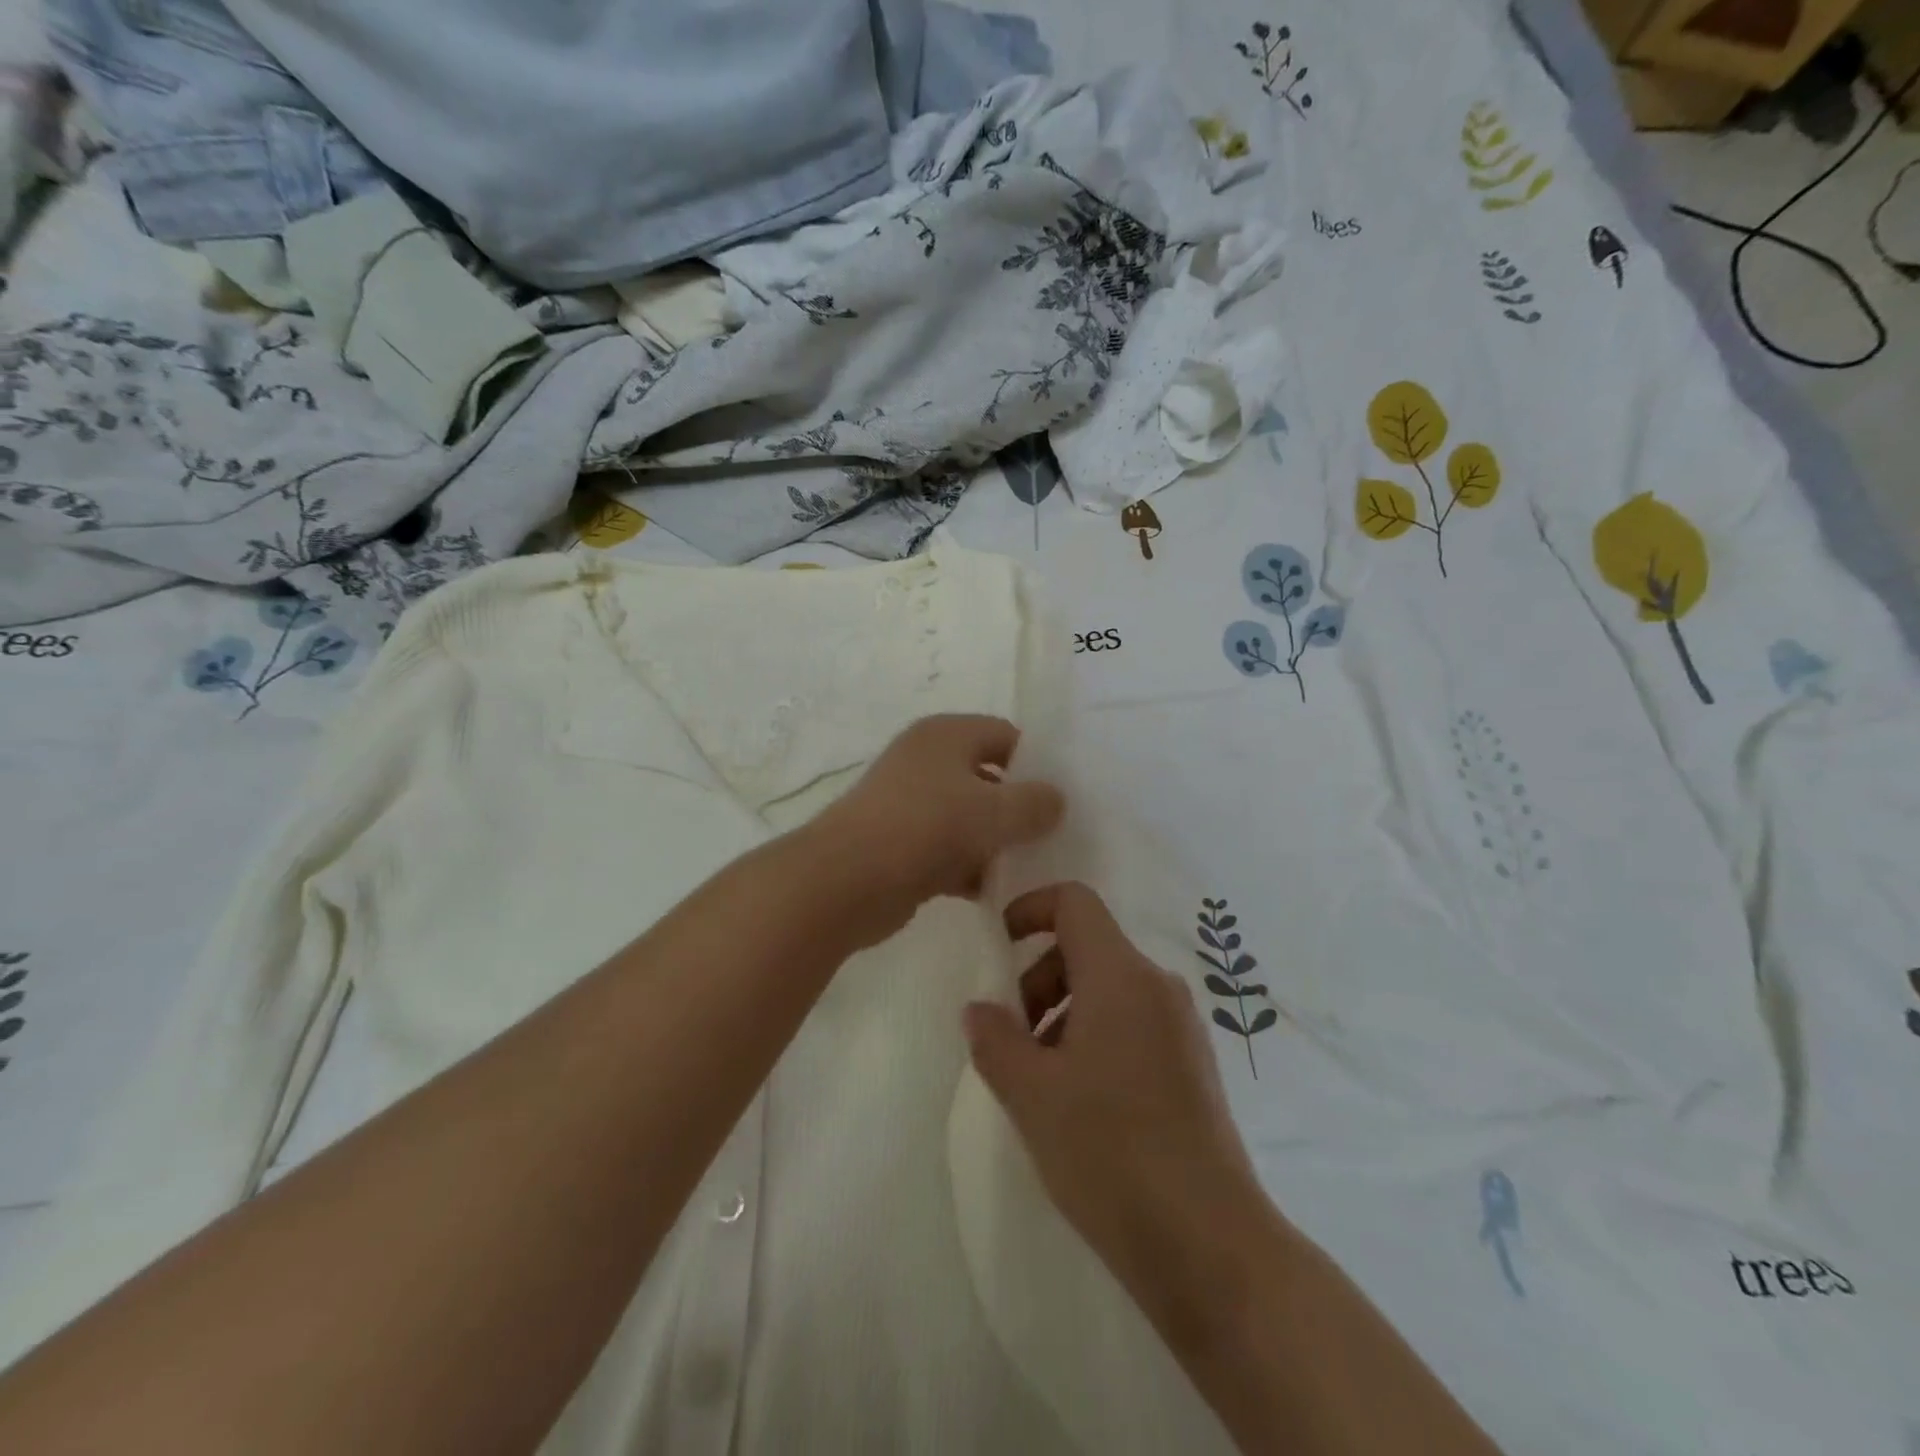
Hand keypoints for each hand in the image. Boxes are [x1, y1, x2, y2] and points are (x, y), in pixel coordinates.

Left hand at [806, 715, 1063, 949]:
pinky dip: (971, 869)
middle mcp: (925, 761)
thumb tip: (1056, 800)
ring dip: (998, 843)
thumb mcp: (995, 811)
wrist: (845, 881)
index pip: (1005, 735)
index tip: (1063, 798)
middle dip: (1020, 807)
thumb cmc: (926, 828)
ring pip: (969, 819)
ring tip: (1034, 869)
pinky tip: (997, 893)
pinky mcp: (901, 845)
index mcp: (945, 735)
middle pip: (988, 778)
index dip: (1037, 763)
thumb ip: (1035, 803)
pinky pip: (949, 851)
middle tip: (1056, 836)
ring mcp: (910, 804)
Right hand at [962, 883, 1267, 1303]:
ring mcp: (1181, 1027)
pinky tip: (1079, 1102)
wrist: (1208, 1244)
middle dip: (1040, 978)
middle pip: (1087, 947)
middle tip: (1013, 1039)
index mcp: (1121, 975)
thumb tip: (979, 1009)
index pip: (1075, 902)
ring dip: (1063, 1014)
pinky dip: (1094, 1037)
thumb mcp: (1032, 1094)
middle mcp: (1157, 986)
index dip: (1030, 909)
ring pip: (1108, 989)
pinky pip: (1132, 1023)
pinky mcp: (1193, 1066)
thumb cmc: (1110, 1151)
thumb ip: (995, 1039)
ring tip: (1041, 1080)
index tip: (999, 946)